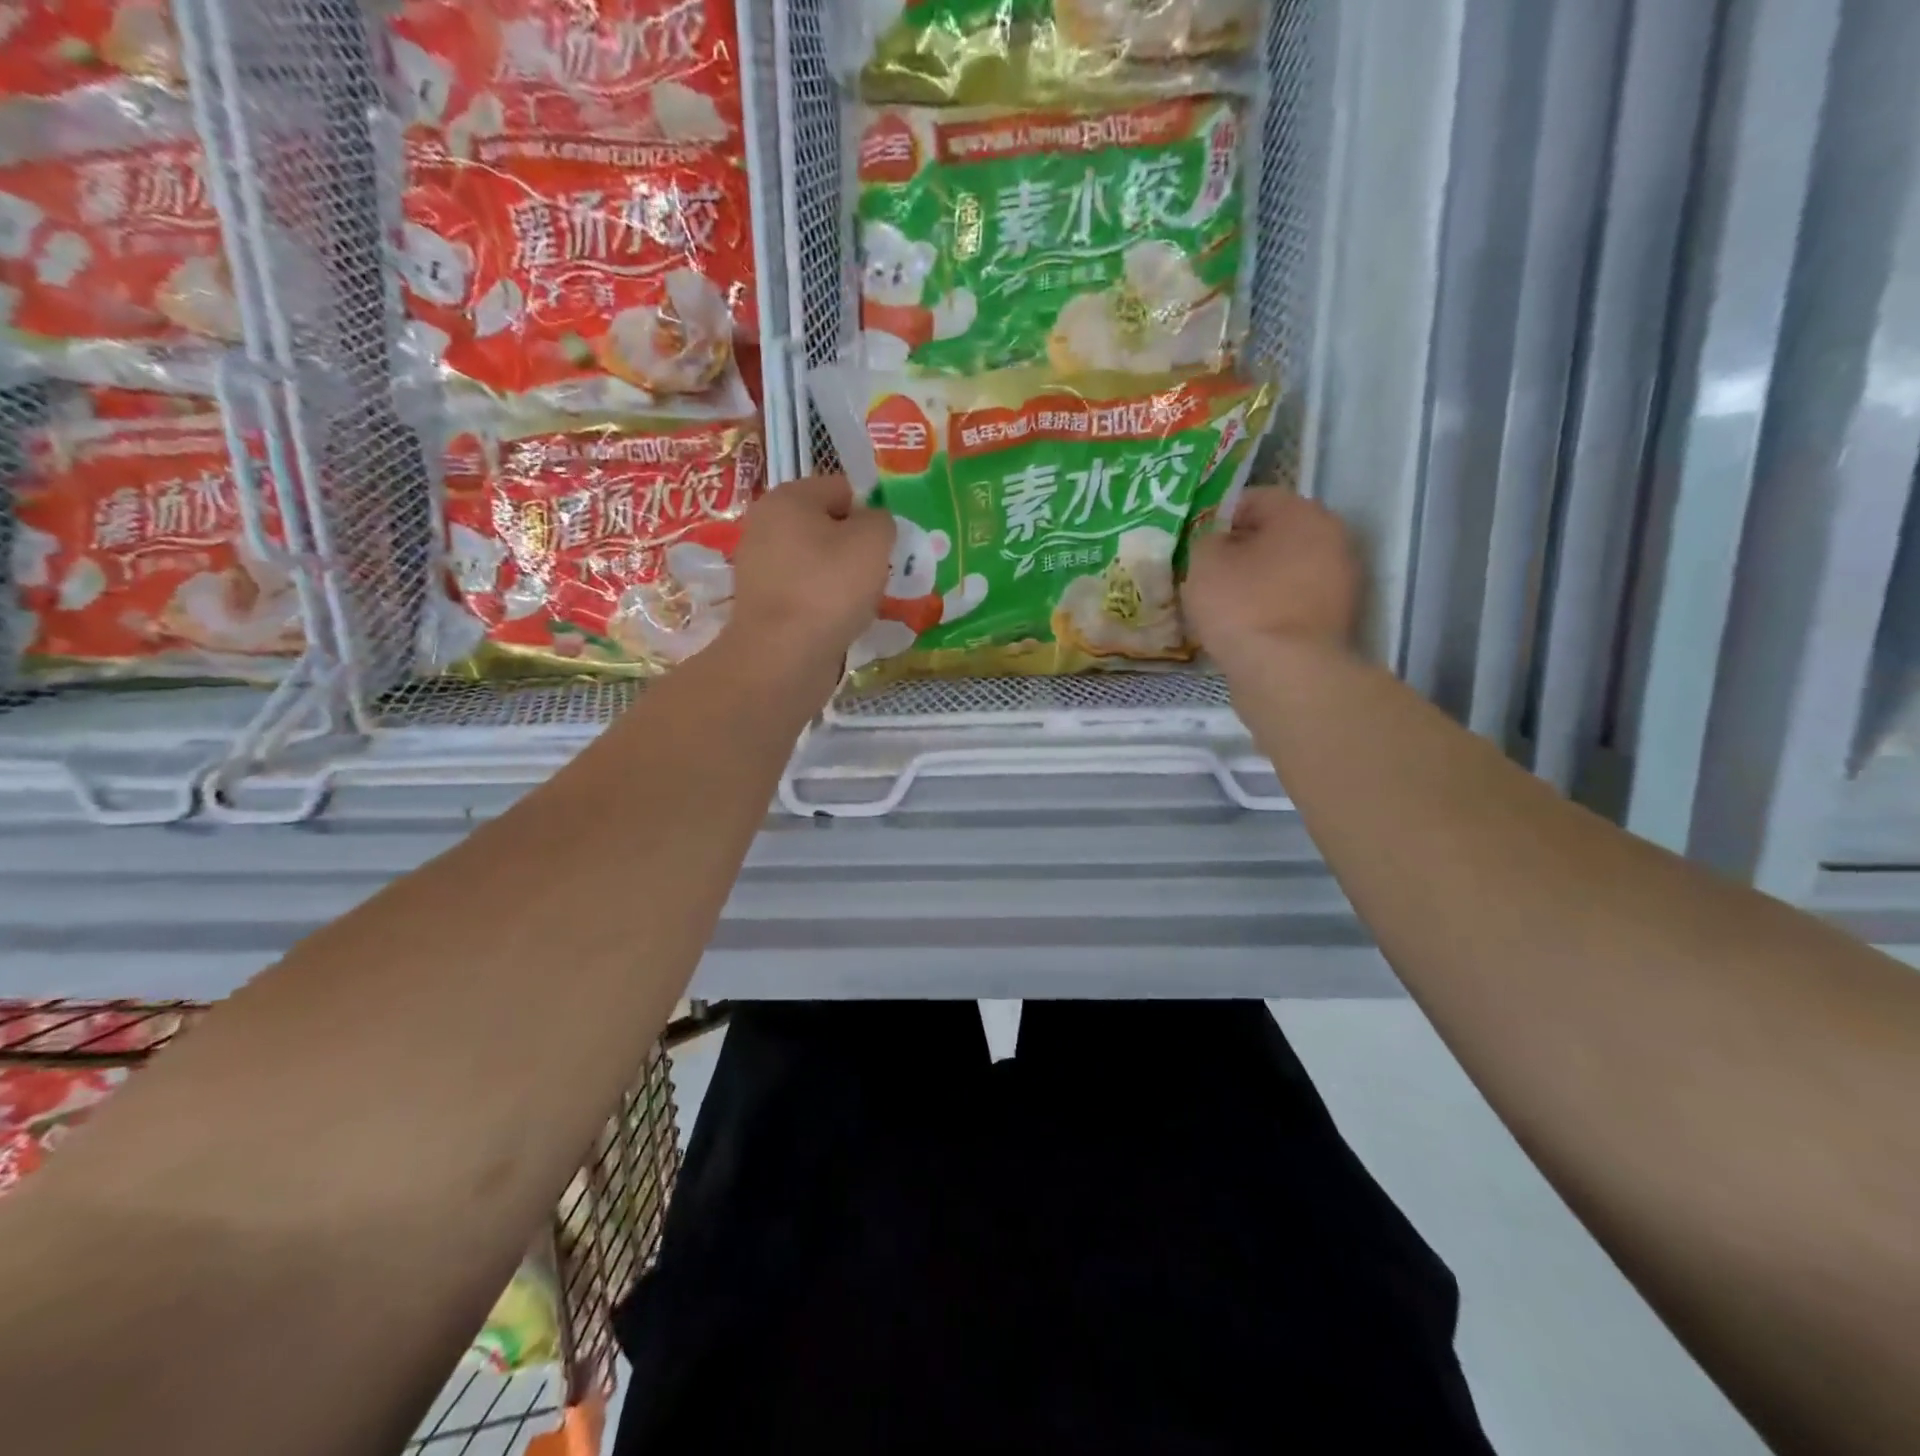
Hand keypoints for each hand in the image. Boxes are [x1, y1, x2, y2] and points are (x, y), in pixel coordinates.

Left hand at [726, 474, 894, 671]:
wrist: (783, 656)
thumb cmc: (829, 588)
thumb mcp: (873, 542)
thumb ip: (881, 521)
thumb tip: (874, 525)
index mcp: (788, 497)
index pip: (841, 488)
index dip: (871, 511)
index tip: (888, 543)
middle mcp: (765, 525)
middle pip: (826, 526)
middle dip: (855, 546)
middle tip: (879, 572)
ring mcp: (759, 566)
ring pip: (816, 561)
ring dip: (842, 577)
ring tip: (862, 601)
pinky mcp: (762, 603)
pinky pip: (805, 592)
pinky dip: (824, 602)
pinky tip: (840, 620)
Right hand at [1184, 488, 1361, 671]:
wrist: (1286, 672)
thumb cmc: (1243, 605)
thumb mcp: (1204, 562)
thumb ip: (1206, 541)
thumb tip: (1217, 544)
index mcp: (1303, 513)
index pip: (1255, 499)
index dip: (1219, 518)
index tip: (1196, 542)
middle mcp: (1333, 539)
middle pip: (1276, 535)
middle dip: (1242, 550)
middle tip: (1207, 573)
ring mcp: (1340, 582)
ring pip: (1285, 570)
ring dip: (1257, 581)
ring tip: (1222, 604)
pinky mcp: (1335, 620)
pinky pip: (1293, 602)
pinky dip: (1270, 608)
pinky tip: (1244, 627)